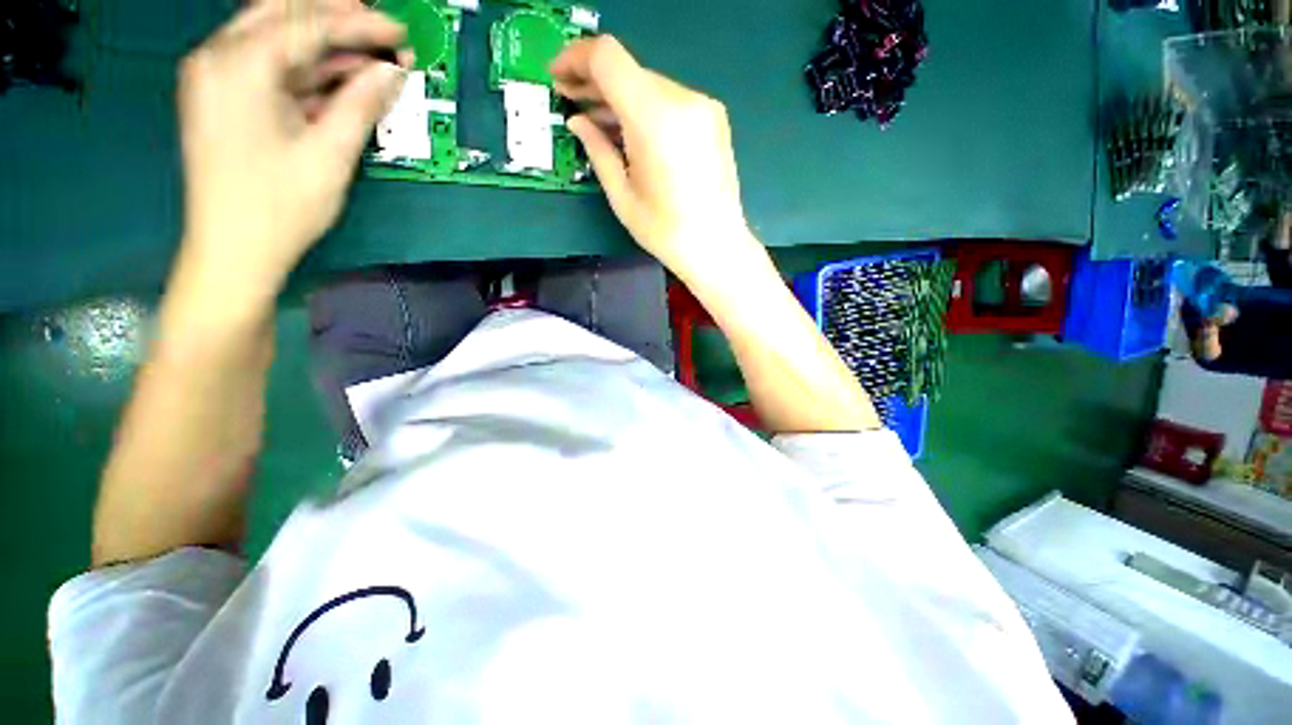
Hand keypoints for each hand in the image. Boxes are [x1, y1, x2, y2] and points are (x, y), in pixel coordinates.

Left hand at [177, 0, 408, 298]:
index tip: (401, 32)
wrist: (233, 250)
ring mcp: (217, 77)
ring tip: (370, 55)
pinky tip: (339, 78)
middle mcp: (219, 57)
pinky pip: (268, 65)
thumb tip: (391, 72)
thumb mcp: (329, 154)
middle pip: (282, 13)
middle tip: (380, 29)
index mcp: (240, 66)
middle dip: (334, 17)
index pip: (308, 23)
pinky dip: (305, 67)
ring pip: (275, 37)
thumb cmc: (280, 206)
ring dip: (323, 43)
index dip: (360, 24)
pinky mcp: (224, 97)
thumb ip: (361, 104)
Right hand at [551, 36, 761, 284]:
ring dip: (620, 98)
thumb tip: (577, 121)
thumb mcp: (622, 195)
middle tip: (573, 102)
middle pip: (629, 71)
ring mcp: (703, 106)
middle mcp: (683, 100)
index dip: (575, 59)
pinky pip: (669, 100)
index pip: (607, 58)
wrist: (717, 245)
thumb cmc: (665, 231)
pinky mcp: (713, 118)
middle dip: (596, 83)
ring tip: (598, 121)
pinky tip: (632, 133)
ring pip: (649, 86)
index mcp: (655, 119)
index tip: (558, 78)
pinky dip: (645, 109)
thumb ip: (597, 150)